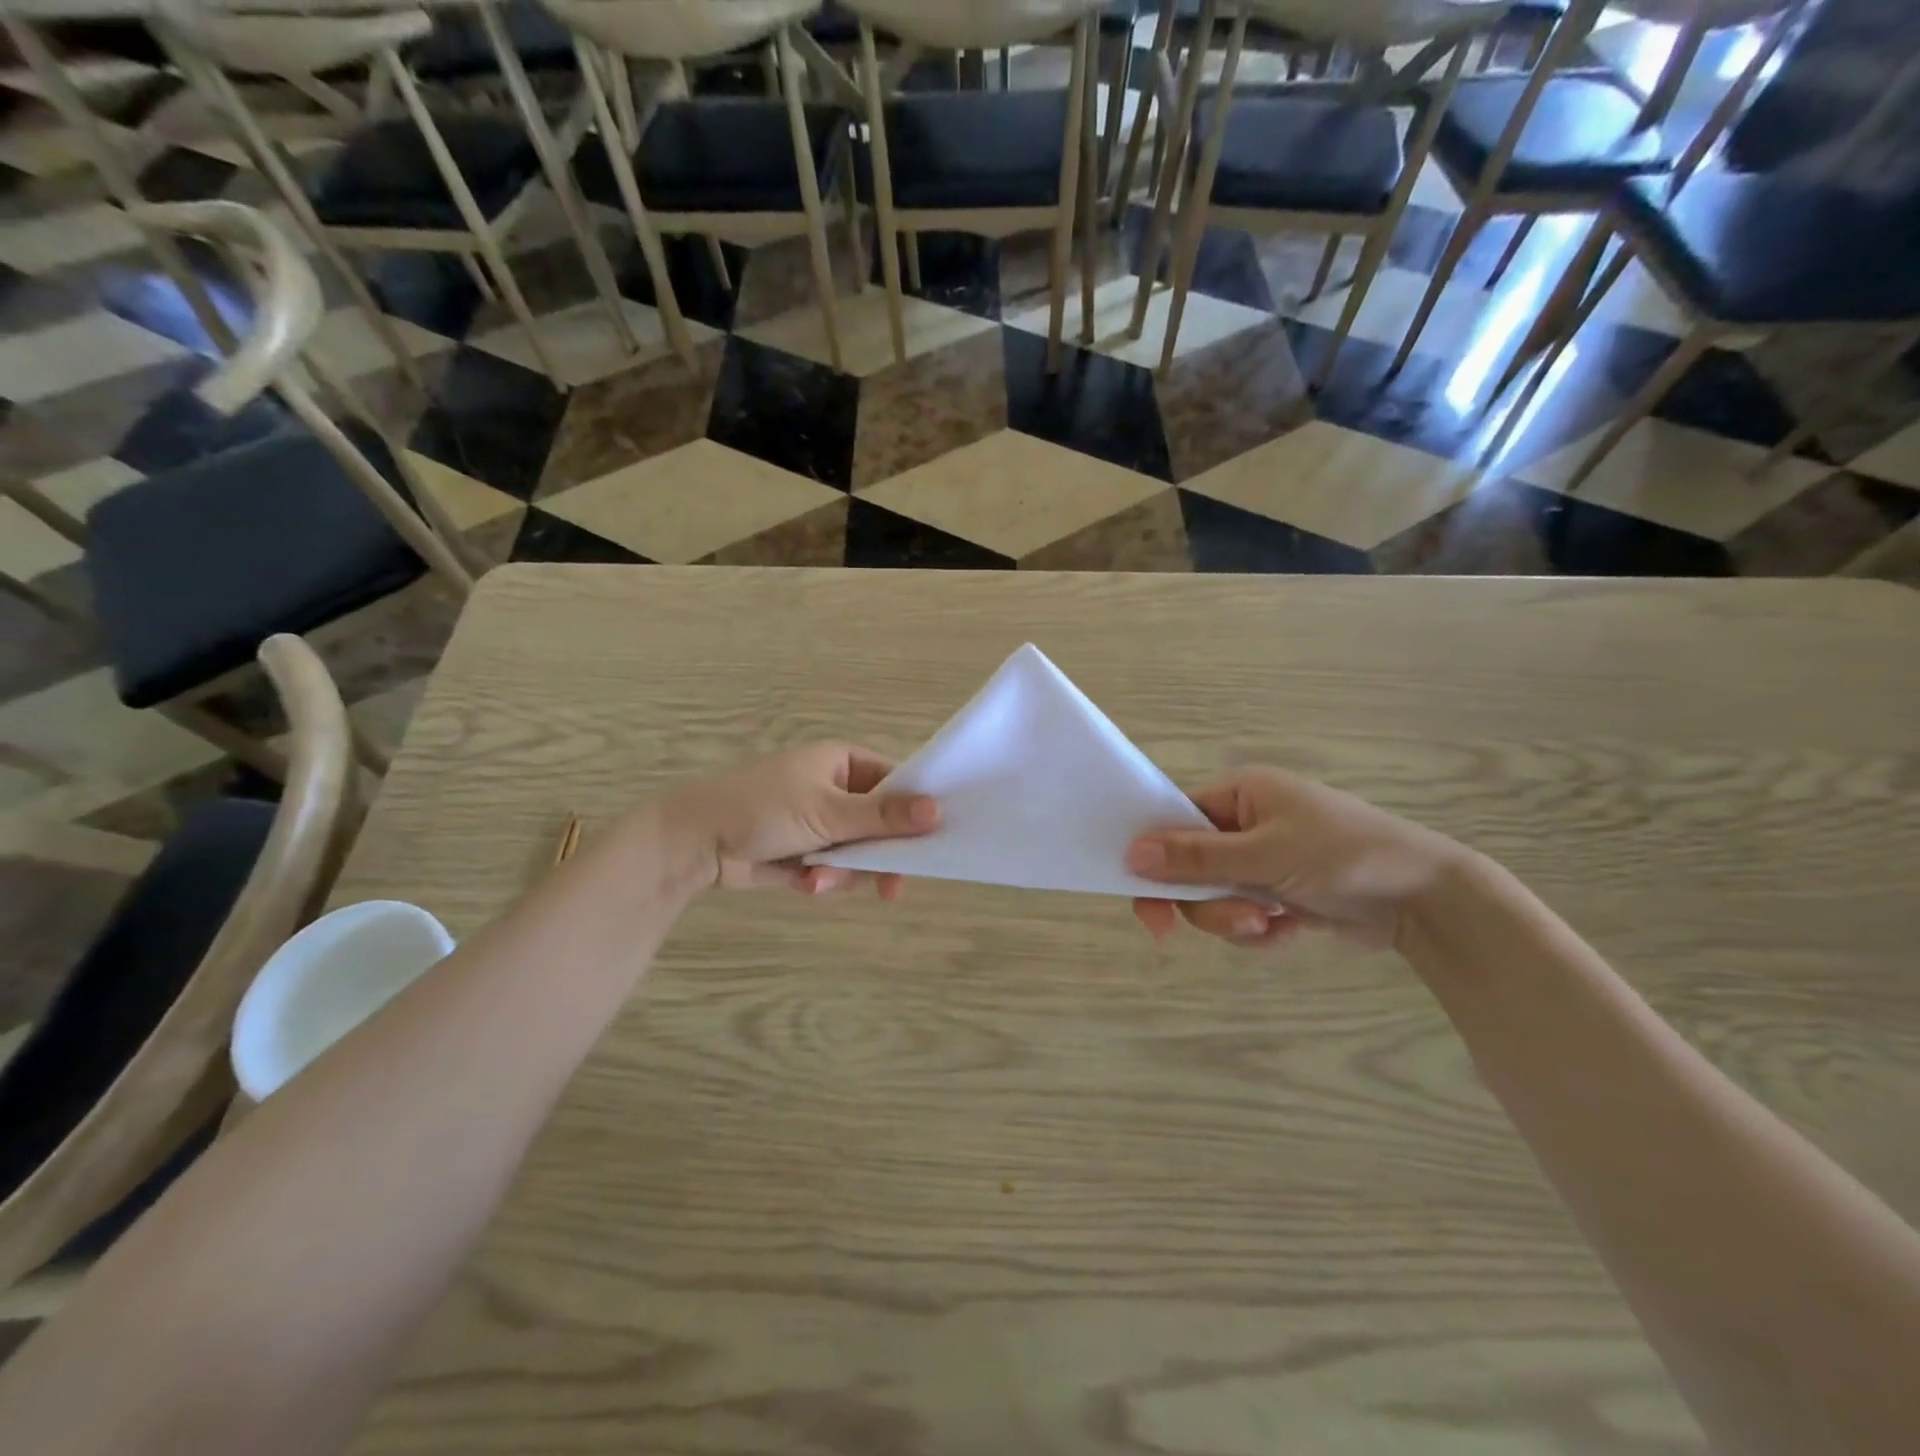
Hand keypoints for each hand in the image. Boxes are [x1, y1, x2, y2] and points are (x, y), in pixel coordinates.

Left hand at [663, 744, 938, 895]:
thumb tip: (938, 810)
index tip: (936, 839)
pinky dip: (824, 878)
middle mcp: (837, 790)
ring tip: (818, 880)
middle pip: (882, 823)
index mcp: (844, 763)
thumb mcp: (827, 811)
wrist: (696, 842)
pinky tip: (805, 883)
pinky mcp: (807, 852)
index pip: (897, 782)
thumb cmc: (764, 808)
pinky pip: (836, 869)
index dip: (917, 809)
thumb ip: (883, 816)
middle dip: (879, 855)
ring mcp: (822, 822)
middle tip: (891, 887)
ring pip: (860, 853)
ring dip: (845, 872)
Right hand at [1126, 768, 1463, 950]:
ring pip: (1214, 898)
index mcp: (1239, 794)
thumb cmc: (1344, 856)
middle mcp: (1245, 824)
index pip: (1174, 820)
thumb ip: (1196, 857)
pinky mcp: (1279, 895)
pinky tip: (1290, 930)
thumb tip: (1130, 854)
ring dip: (1235, 919)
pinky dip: (1259, 930)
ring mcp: (1262, 861)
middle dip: (1209, 901)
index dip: (1154, 858)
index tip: (1147, 901)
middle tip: (1234, 922)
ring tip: (1271, 924)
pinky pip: (1242, 916)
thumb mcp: (1265, 854)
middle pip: (1190, 867)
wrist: (1426, 900)